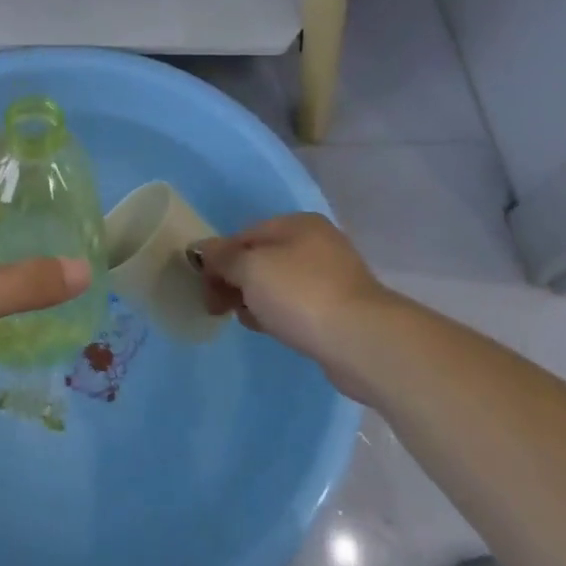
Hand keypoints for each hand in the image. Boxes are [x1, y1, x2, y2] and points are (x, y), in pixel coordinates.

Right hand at [190, 213, 398, 402]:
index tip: (205, 288)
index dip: (218, 259)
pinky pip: (297, 306)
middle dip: (235, 281)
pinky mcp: (341, 310)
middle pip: (261, 258)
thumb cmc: (301, 294)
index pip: (244, 235)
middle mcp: (318, 243)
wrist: (363, 342)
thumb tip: (203, 249)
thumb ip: (222, 257)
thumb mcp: (250, 268)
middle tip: (218, 308)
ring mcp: (333, 277)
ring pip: (279, 284)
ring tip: (247, 321)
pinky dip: (279, 314)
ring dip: (256, 299)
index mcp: (298, 223)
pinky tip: (272, 330)